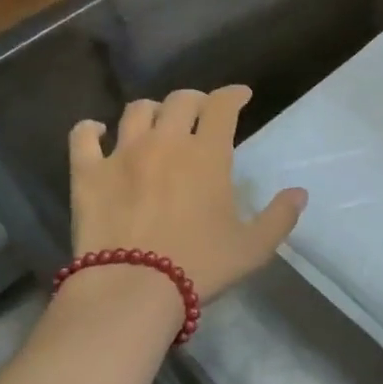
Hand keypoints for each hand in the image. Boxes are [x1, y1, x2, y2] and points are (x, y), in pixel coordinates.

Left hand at [68, 86, 307, 300]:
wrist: (134, 288)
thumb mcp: (253, 248)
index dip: (233, 95)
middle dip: (195, 100)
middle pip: (179, 100)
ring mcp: (122, 154)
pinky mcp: (88, 172)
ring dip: (151, 110)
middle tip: (200, 113)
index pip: (222, 106)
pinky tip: (96, 131)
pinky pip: (83, 136)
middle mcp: (165, 142)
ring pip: (135, 110)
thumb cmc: (200, 266)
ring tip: (156, 122)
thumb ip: (280, 217)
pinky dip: (90, 129)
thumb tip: (299, 192)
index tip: (240, 96)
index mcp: (207, 155)